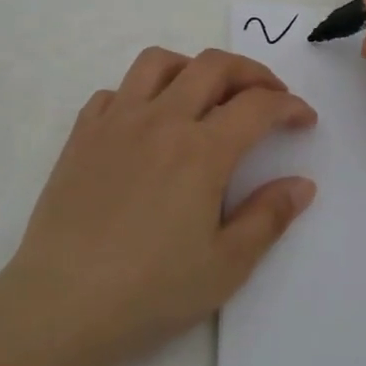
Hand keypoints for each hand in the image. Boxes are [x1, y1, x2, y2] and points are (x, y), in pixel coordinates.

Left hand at [1, 47, 317, 365]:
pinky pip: (114, 91)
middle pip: (213, 66)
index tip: (304, 118)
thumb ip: (269, 218)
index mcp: (201, 151)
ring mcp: (115, 121)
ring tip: (206, 93)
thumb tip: (302, 184)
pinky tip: (146, 121)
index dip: (289, 106)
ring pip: (158, 63)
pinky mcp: (82, 134)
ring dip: (193, 67)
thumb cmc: (150, 291)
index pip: (257, 106)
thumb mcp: (226, 266)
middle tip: (268, 95)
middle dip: (251, 72)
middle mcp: (160, 120)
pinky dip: (140, 93)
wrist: (62, 302)